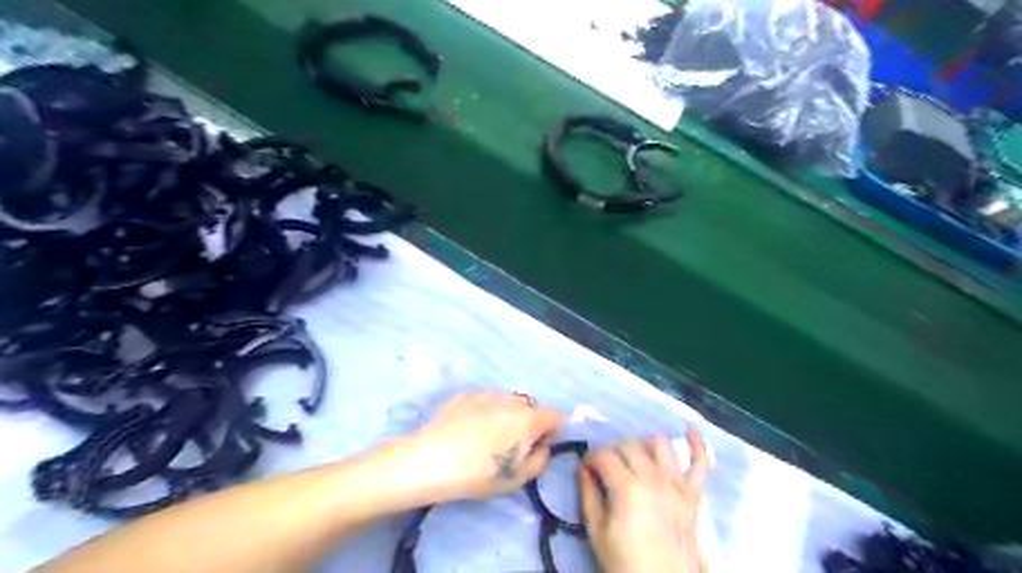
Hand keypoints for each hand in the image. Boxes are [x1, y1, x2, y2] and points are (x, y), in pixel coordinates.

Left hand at [399, 392, 562, 503]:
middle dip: (527, 423)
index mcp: (529, 419)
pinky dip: (483, 411)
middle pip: (530, 407)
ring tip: (484, 437)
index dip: (551, 432)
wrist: (431, 459)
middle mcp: (511, 400)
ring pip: (506, 402)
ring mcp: (487, 393)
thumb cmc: (479, 474)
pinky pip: (484, 401)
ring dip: (505, 415)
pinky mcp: (465, 394)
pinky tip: (465, 430)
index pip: (556, 415)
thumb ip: (540, 460)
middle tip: (509, 445)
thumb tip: (541, 446)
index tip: (536, 447)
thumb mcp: (518, 479)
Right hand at [579, 428, 706, 571]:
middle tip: (606, 467)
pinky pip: (701, 463)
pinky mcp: (694, 494)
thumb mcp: (597, 532)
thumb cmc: (625, 562)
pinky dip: (698, 444)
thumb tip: (583, 469)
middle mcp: (654, 477)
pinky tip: (689, 430)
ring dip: (644, 445)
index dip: (590, 458)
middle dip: (613, 450)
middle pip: (629, 445)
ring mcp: (677, 484)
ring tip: (635, 457)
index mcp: (627, 487)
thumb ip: (588, 495)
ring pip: (660, 445)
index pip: (604, 455)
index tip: (585, 468)